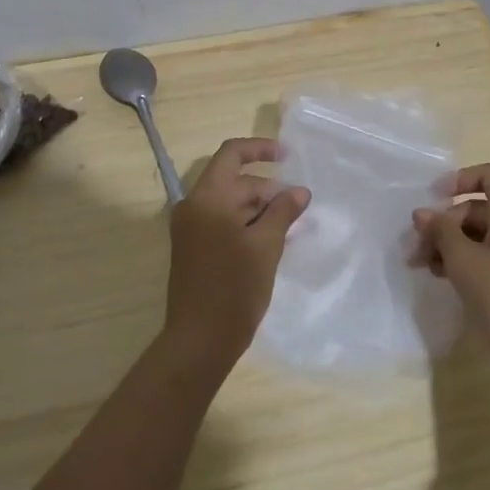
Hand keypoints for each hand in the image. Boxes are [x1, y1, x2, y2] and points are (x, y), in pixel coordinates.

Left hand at [163, 138, 309, 376]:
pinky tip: (270, 241)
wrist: (199, 340)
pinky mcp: (193, 247)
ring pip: (229, 203)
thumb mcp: (266, 246)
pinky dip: (245, 224)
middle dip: (267, 189)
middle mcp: (193, 206)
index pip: (232, 154)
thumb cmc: (234, 289)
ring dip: (258, 209)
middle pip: (233, 180)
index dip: (260, 149)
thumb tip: (299, 191)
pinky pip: (221, 221)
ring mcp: (190, 228)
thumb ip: (283, 211)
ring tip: (288, 227)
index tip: (288, 156)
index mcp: (207, 198)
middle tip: (298, 209)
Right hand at [414, 163, 489, 376]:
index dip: (456, 181)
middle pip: (482, 207)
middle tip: (418, 249)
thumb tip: (422, 214)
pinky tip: (449, 277)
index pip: (487, 175)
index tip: (431, 202)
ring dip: (455, 244)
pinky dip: (473, 257)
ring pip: (487, 231)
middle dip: (446, 224)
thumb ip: (440, 231)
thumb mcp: (462, 261)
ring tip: (427, 268)